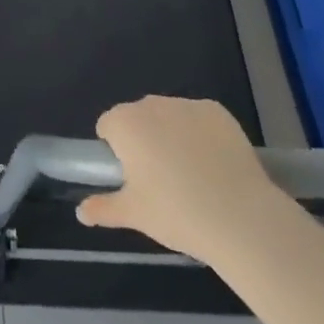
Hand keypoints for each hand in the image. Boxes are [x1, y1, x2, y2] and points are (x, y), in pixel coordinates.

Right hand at [75, 95, 285, 260]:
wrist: (242, 219)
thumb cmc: (178, 214)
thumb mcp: (135, 215)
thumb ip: (103, 209)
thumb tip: (81, 212)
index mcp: (125, 123)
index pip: (108, 126)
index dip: (117, 152)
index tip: (133, 178)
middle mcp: (151, 104)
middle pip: (138, 117)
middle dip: (144, 140)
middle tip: (161, 180)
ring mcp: (186, 105)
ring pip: (169, 116)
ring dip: (171, 135)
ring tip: (192, 175)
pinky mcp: (217, 111)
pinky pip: (199, 118)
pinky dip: (201, 134)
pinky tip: (215, 164)